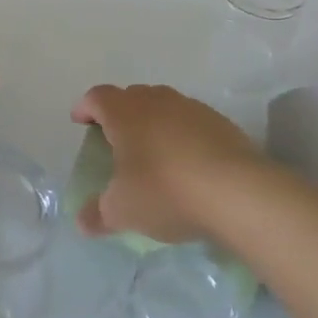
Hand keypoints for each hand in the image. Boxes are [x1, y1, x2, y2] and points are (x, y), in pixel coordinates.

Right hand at [71, 84, 264, 243]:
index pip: (97, 97)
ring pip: (162, 106)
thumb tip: (82, 221)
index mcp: (125, 112)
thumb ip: (98, 214)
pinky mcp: (219, 122)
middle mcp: (155, 100)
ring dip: (152, 122)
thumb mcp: (122, 211)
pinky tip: (187, 163)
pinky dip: (181, 135)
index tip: (80, 122)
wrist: (236, 191)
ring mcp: (190, 107)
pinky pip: (190, 121)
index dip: (85, 107)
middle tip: (115, 140)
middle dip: (119, 114)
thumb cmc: (165, 191)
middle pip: (130, 96)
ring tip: (152, 152)